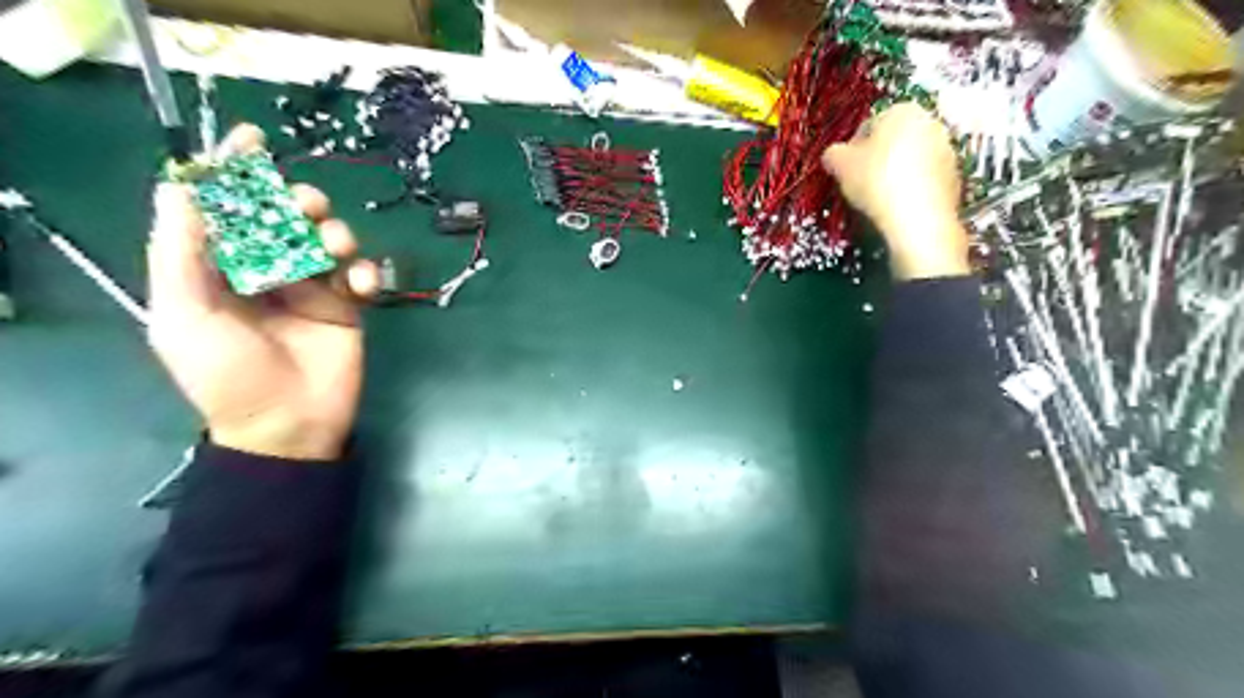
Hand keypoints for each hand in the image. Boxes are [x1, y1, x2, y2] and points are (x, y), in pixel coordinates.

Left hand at [146, 125, 377, 462]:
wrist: (290, 424)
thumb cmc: (228, 375)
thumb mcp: (185, 315)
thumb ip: (181, 253)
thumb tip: (180, 187)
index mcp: (219, 269)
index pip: (227, 209)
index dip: (236, 172)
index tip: (254, 139)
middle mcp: (266, 270)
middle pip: (285, 217)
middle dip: (298, 201)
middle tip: (307, 207)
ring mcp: (311, 288)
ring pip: (329, 238)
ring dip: (335, 233)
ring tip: (335, 250)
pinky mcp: (348, 306)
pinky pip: (362, 274)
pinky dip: (365, 272)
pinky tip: (361, 288)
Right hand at [824, 104, 969, 280]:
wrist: (917, 217)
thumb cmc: (876, 181)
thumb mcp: (840, 165)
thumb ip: (833, 154)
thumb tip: (833, 155)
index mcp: (902, 110)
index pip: (869, 126)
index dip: (852, 150)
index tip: (846, 170)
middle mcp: (930, 122)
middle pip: (893, 141)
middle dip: (877, 159)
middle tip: (860, 182)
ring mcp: (947, 149)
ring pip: (911, 160)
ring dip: (895, 173)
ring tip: (879, 197)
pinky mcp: (955, 175)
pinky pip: (925, 179)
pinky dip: (911, 188)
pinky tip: (898, 205)